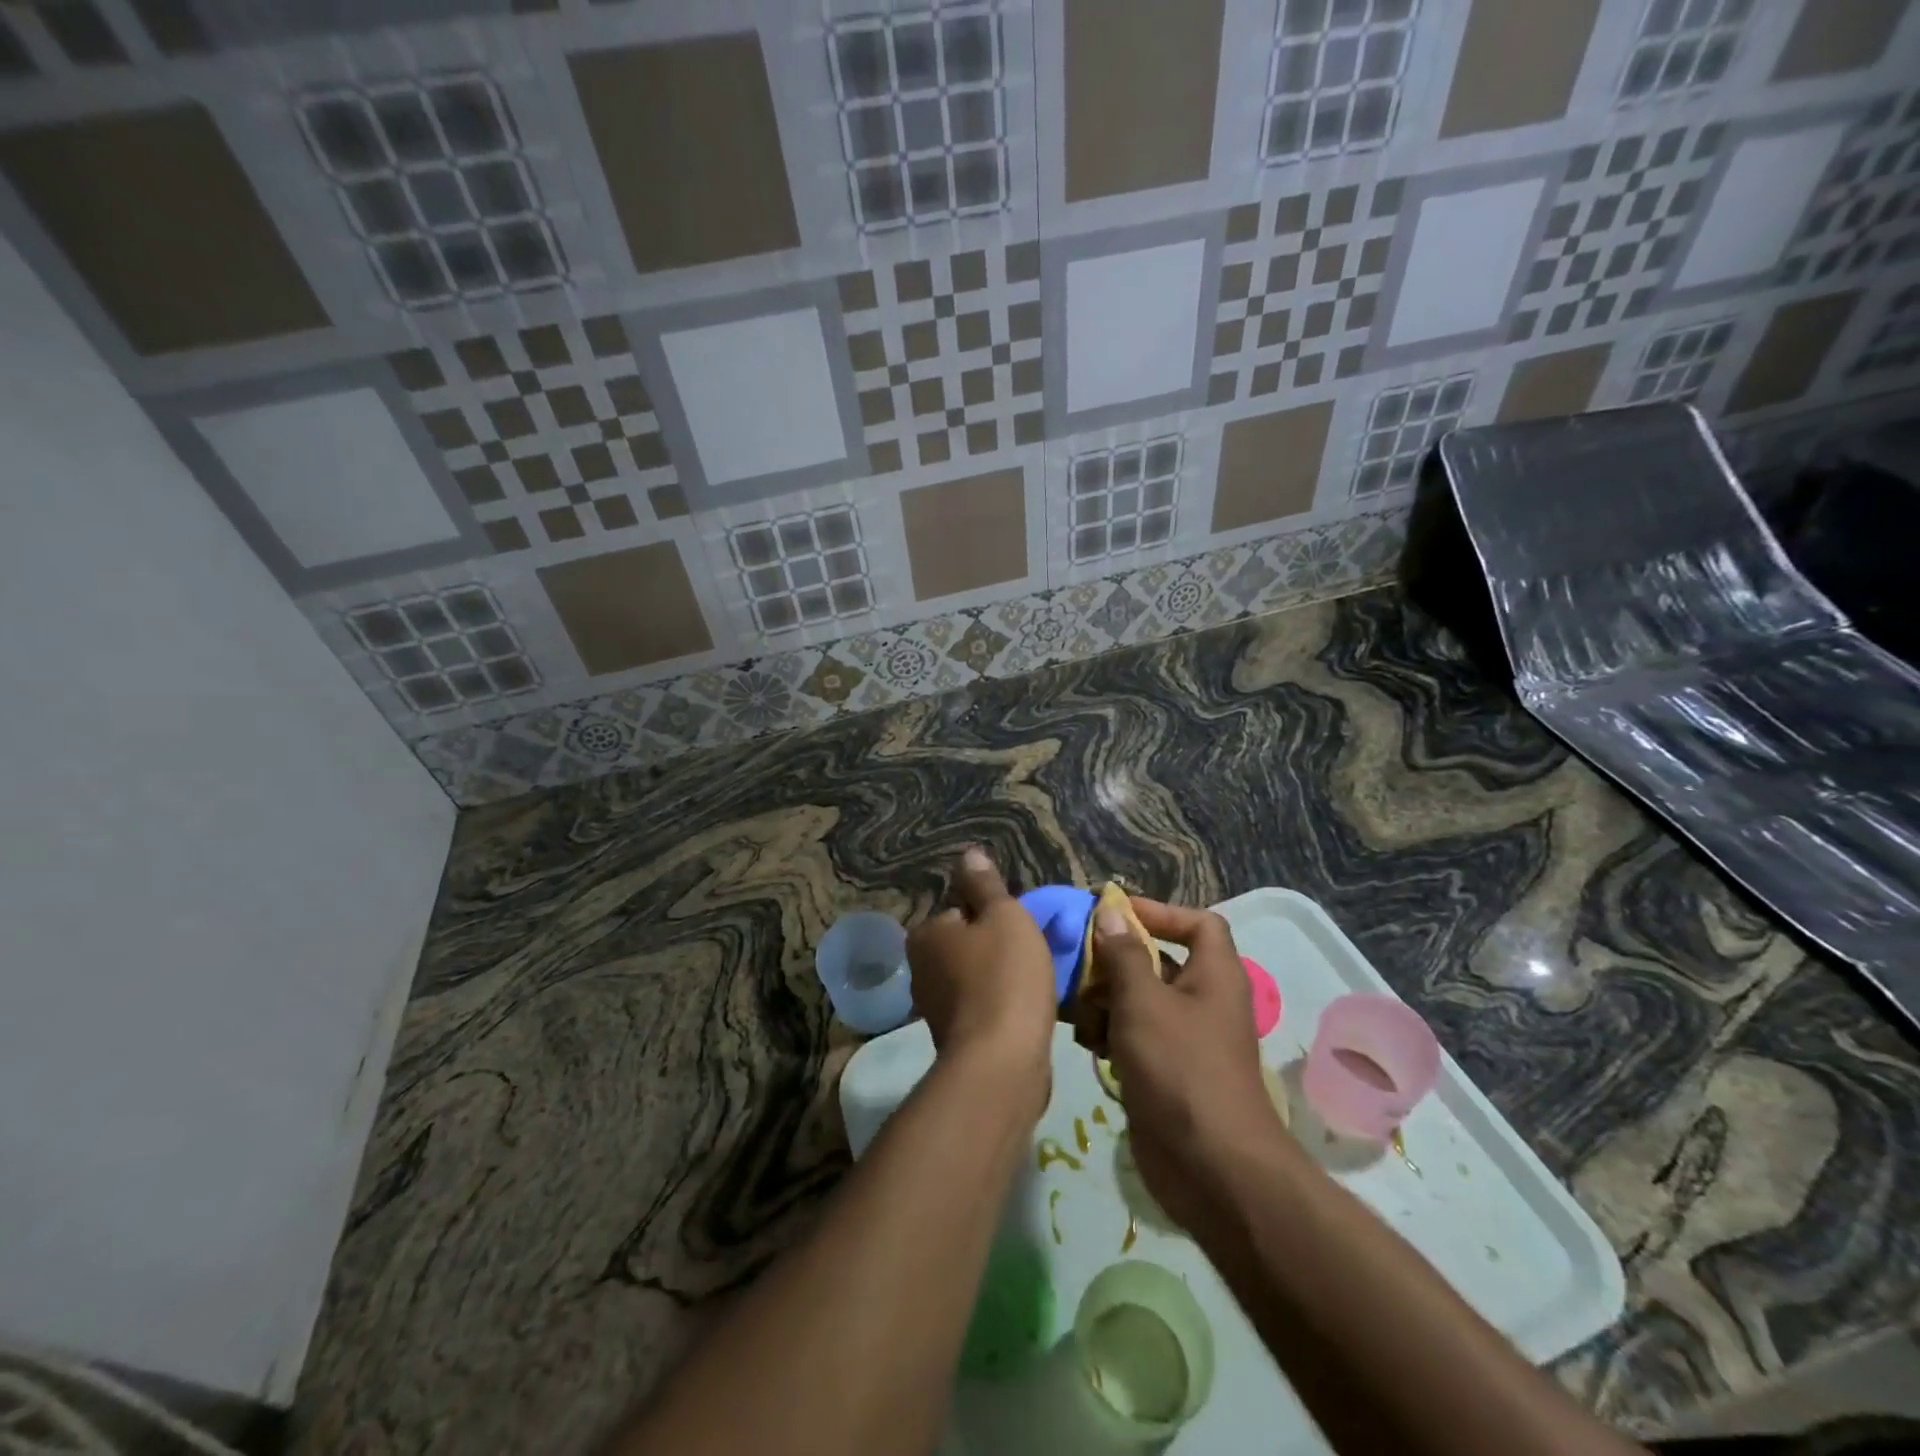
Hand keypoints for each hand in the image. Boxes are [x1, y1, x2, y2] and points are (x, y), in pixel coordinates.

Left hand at [907, 848, 1056, 1102]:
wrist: (1002, 1062)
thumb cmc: (1004, 977)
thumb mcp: (1004, 916)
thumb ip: (986, 885)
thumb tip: (969, 853)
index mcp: (926, 934)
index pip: (962, 912)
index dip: (995, 918)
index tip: (1020, 932)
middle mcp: (920, 969)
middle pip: (968, 945)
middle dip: (997, 950)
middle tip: (1031, 958)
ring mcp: (934, 1008)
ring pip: (975, 978)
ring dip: (1001, 980)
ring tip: (1034, 987)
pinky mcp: (953, 1039)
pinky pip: (982, 1008)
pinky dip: (1000, 1007)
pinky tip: (1023, 1014)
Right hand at [1091, 898, 1280, 1233]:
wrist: (1211, 1168)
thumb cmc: (1180, 1068)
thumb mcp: (1144, 1002)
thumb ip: (1123, 954)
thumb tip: (1110, 913)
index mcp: (1214, 975)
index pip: (1198, 923)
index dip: (1160, 912)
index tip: (1115, 915)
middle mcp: (1204, 1001)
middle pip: (1160, 961)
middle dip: (1118, 959)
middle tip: (1078, 961)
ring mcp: (1186, 1040)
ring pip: (1141, 1001)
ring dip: (1106, 998)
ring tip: (1073, 1004)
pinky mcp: (1167, 1072)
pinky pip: (1135, 1037)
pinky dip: (1111, 1033)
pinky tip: (1084, 1041)